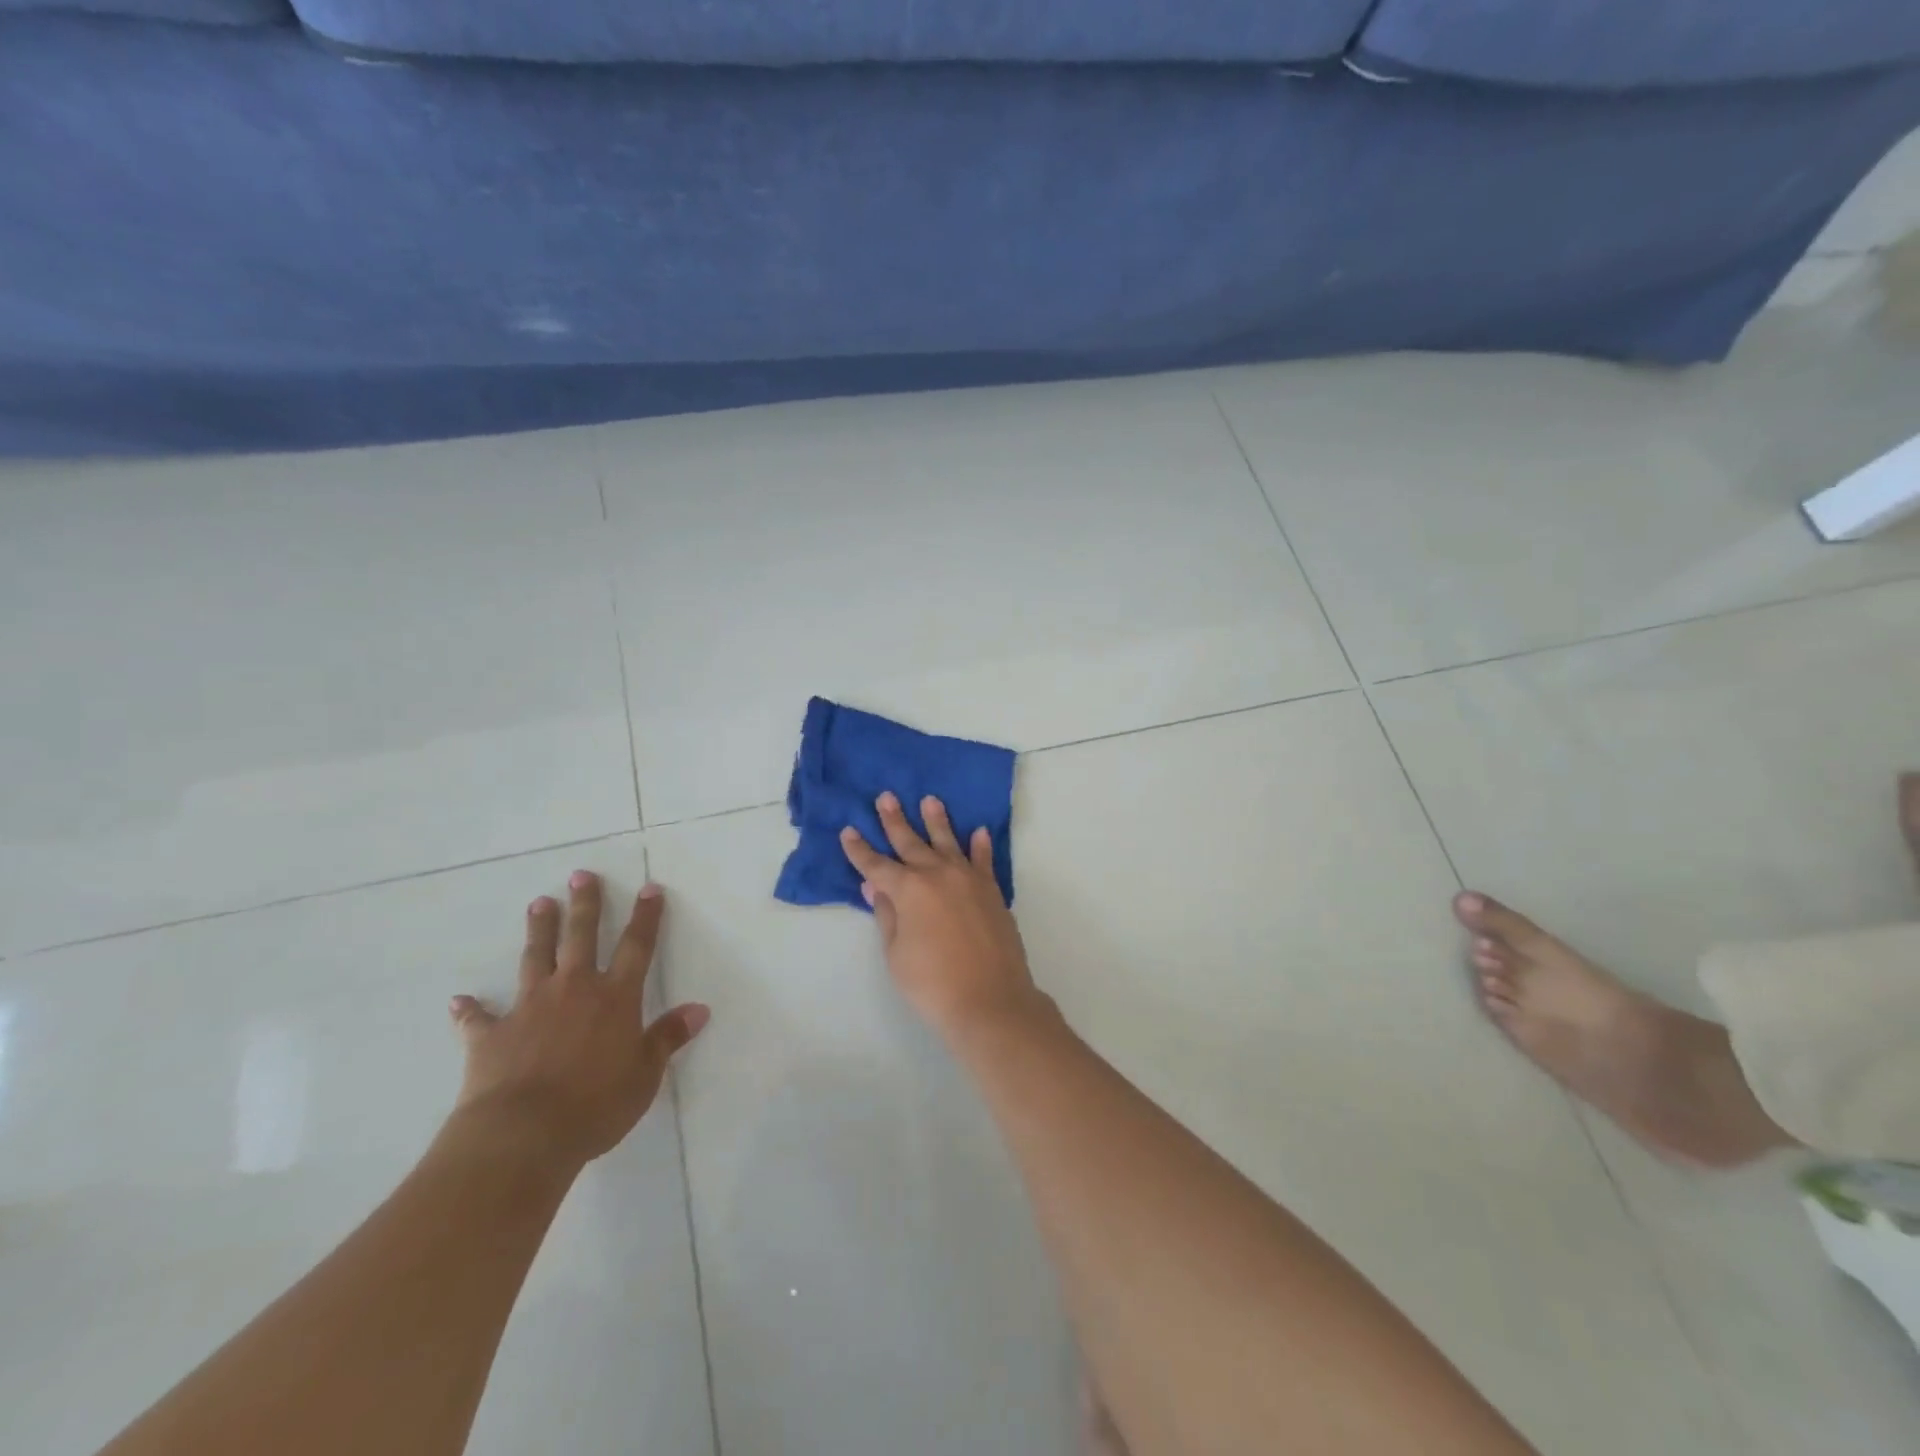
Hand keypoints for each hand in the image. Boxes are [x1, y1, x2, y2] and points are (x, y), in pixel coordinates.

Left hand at [448, 872, 708, 1167]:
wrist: (523, 1134)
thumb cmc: (596, 1104)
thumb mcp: (645, 1074)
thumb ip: (668, 1038)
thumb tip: (699, 1010)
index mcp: (615, 997)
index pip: (636, 946)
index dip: (645, 916)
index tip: (649, 888)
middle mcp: (573, 990)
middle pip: (581, 937)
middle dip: (584, 904)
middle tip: (581, 875)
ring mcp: (529, 1008)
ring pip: (535, 958)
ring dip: (539, 931)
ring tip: (538, 903)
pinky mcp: (491, 1035)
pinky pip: (478, 1018)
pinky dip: (470, 1009)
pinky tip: (460, 1000)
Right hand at [841, 793, 1046, 1042]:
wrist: (990, 1000)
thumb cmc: (932, 983)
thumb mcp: (896, 953)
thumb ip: (887, 914)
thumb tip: (875, 886)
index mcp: (909, 889)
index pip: (877, 865)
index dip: (860, 850)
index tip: (849, 831)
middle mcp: (937, 874)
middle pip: (911, 842)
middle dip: (894, 821)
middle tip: (886, 797)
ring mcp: (968, 879)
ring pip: (948, 842)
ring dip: (937, 820)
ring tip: (930, 800)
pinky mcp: (991, 891)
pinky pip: (984, 860)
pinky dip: (980, 845)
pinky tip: (978, 831)